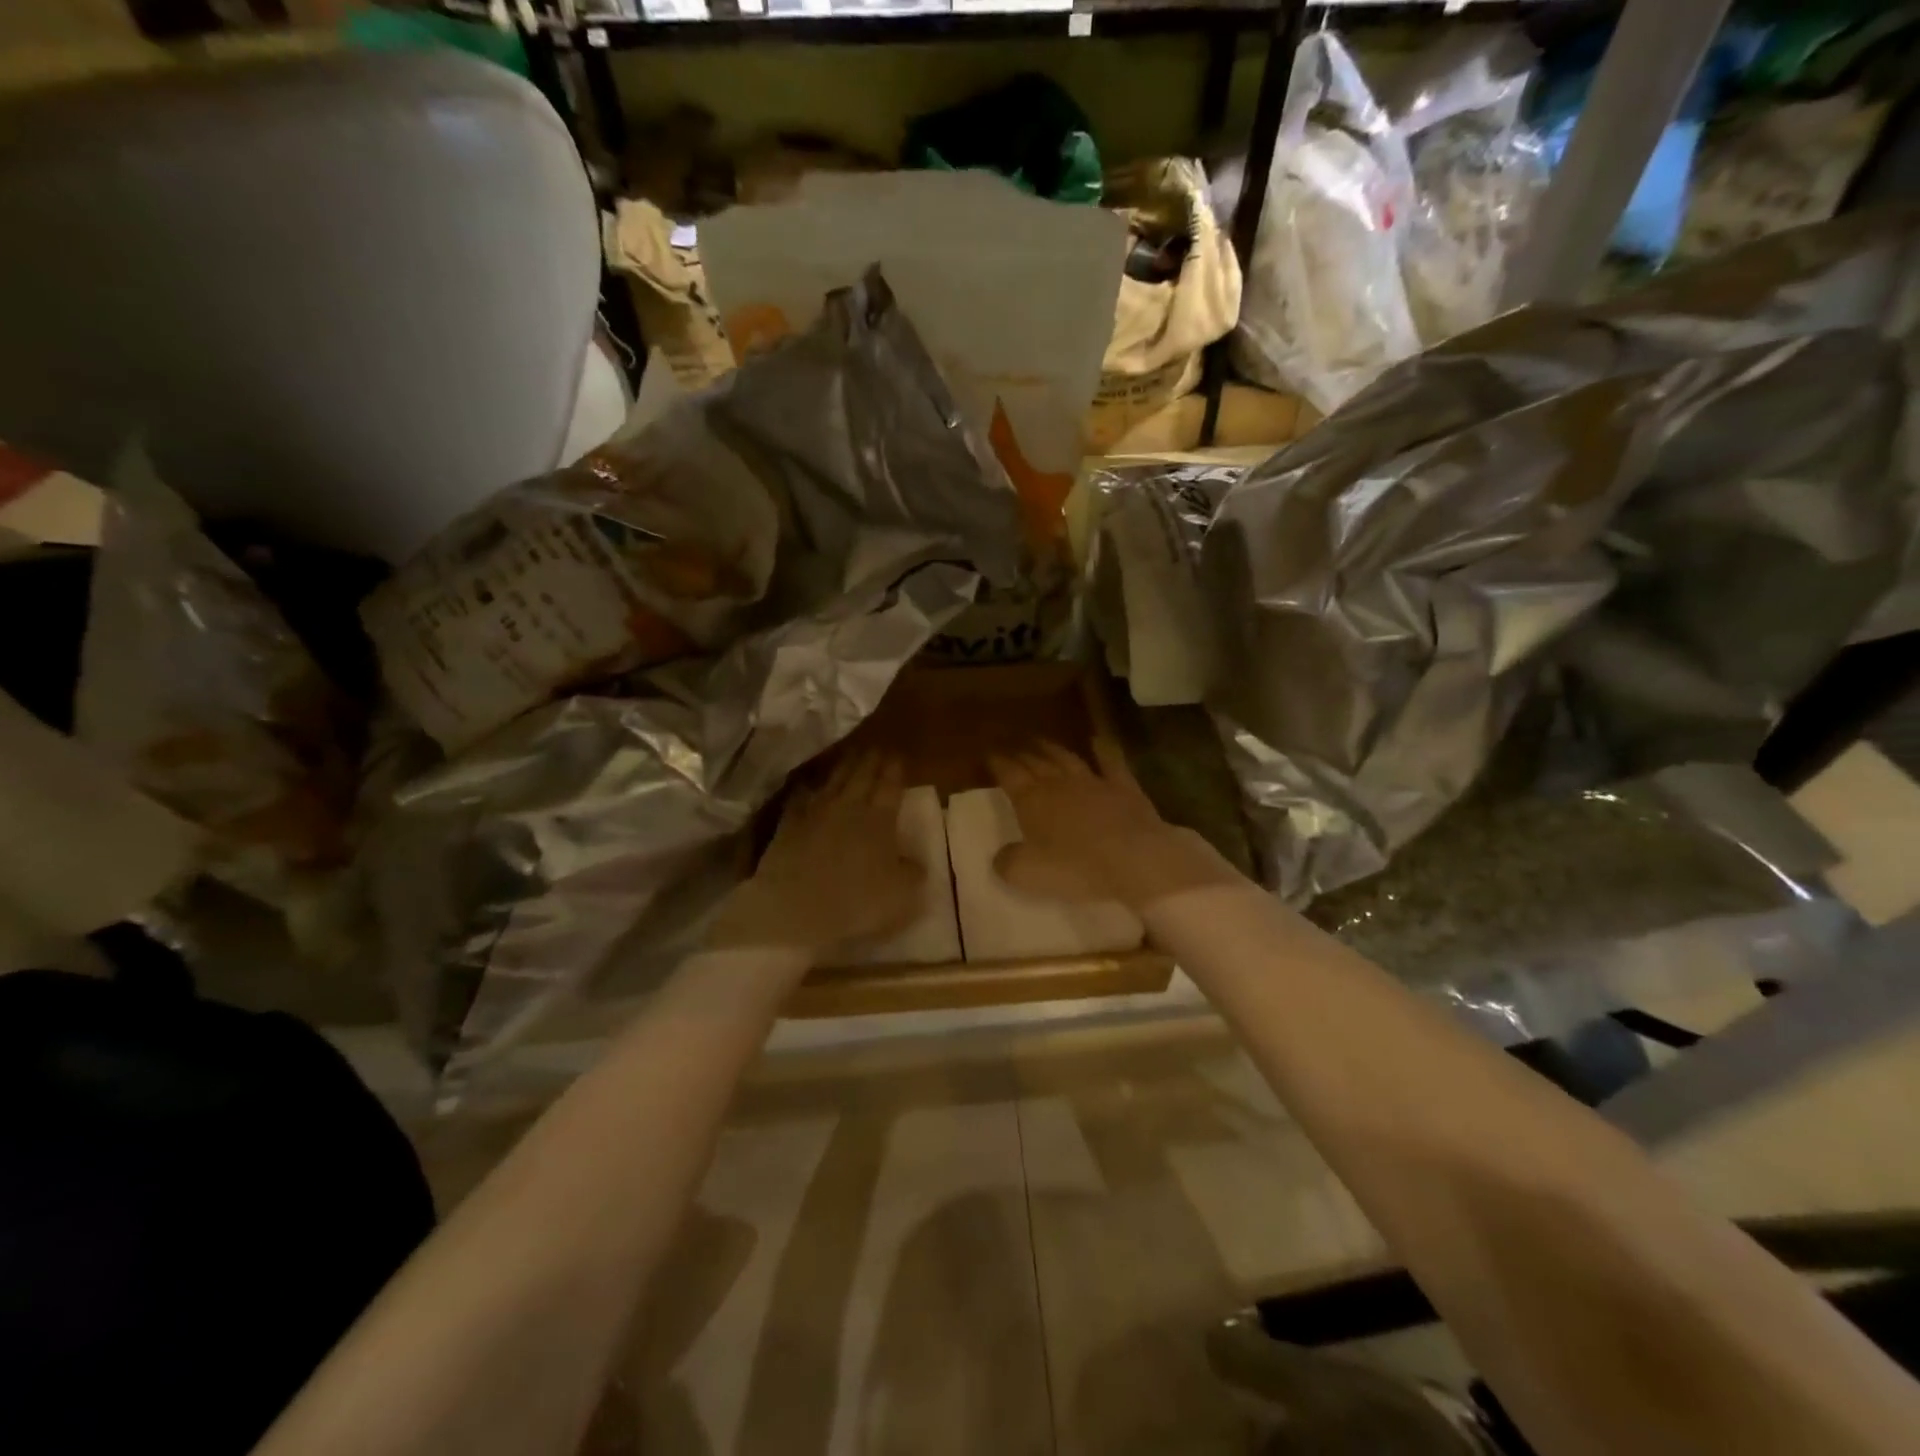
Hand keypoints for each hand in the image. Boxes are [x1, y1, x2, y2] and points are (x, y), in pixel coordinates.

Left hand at [710, 751, 924, 960]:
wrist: (793, 909)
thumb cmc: (856, 903)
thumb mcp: (902, 895)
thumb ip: (913, 872)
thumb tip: (915, 860)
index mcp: (880, 819)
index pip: (890, 785)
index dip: (896, 769)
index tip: (900, 757)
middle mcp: (849, 806)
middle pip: (863, 775)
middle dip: (872, 760)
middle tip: (878, 748)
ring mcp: (815, 812)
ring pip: (834, 781)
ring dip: (845, 766)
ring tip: (852, 756)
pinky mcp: (789, 825)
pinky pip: (801, 799)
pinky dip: (809, 790)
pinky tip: (810, 786)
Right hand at [988, 739, 1236, 912]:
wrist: (1134, 860)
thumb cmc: (1076, 868)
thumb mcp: (1028, 874)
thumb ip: (1009, 862)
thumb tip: (1001, 856)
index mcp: (1032, 800)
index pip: (1009, 774)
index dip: (998, 764)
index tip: (989, 756)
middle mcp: (1059, 784)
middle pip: (1036, 763)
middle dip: (1021, 755)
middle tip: (1013, 748)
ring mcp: (1093, 782)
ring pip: (1067, 759)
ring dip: (1052, 750)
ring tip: (1041, 742)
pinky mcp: (1124, 787)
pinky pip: (1111, 762)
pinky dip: (1103, 750)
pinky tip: (1098, 740)